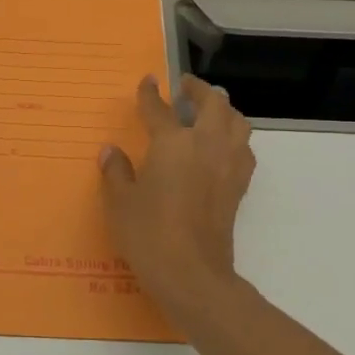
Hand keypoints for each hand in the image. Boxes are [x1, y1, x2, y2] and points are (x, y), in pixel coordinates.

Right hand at [99, 75, 255, 320]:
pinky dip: (233, 138)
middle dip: (200, 90)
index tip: (148, 82)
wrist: (192, 273)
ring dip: (224, 110)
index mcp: (173, 143)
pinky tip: (220, 149)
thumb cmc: (148, 234)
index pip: (160, 109)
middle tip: (186, 88)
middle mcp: (207, 145)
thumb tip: (111, 151)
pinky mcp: (239, 186)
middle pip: (214, 103)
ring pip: (238, 122)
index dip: (150, 94)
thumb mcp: (120, 202)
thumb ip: (116, 171)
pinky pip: (243, 148)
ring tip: (209, 113)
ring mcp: (228, 165)